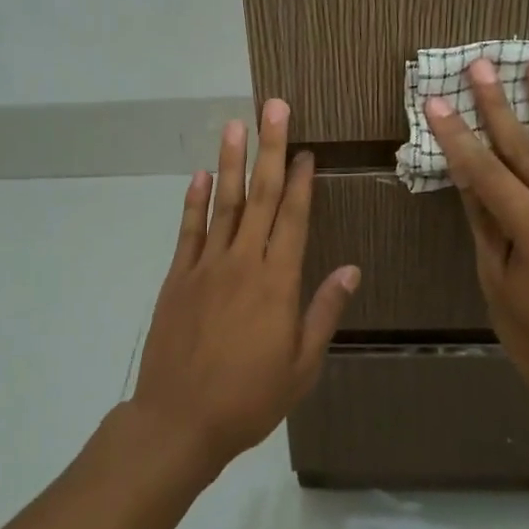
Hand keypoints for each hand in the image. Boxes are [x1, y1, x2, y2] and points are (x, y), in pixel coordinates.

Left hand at [131, 99, 359, 475]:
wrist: (180, 420)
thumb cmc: (250, 398)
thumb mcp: (302, 365)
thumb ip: (324, 311)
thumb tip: (351, 268)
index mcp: (278, 283)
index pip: (294, 218)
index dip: (302, 180)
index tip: (306, 149)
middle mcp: (243, 263)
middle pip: (261, 197)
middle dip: (269, 149)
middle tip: (273, 108)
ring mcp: (206, 267)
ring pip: (223, 204)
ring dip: (231, 163)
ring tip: (235, 125)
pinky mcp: (177, 277)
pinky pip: (188, 231)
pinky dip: (194, 201)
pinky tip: (199, 175)